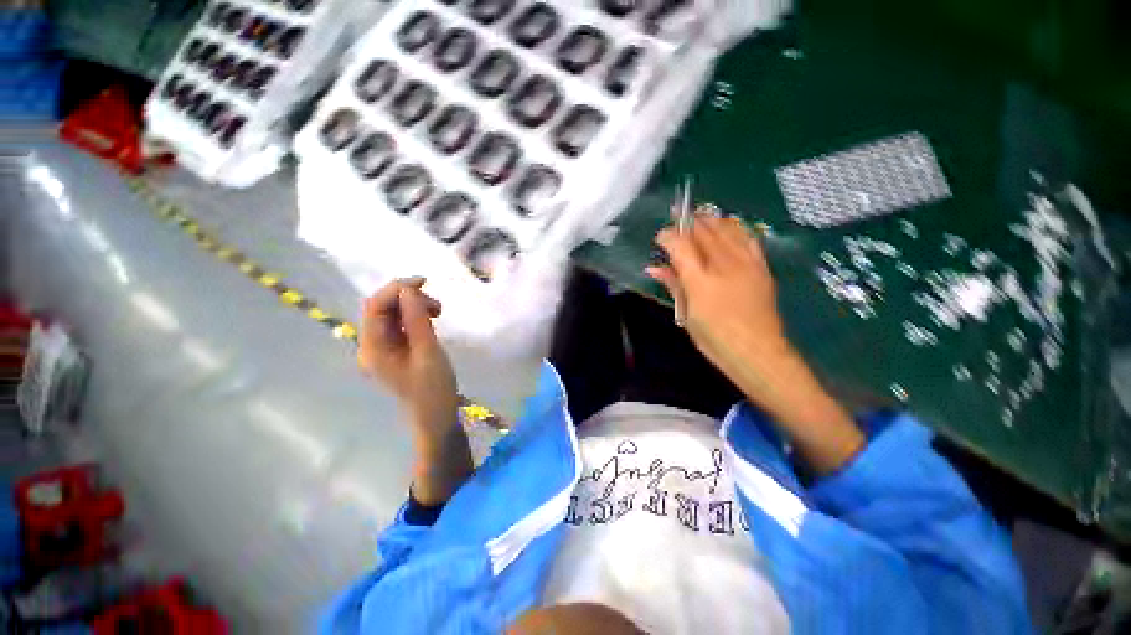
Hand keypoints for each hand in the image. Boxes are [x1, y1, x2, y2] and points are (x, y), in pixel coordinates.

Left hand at [359, 277, 458, 446]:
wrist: (436, 416)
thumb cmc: (432, 388)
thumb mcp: (428, 351)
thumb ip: (416, 319)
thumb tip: (409, 290)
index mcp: (373, 347)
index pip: (375, 306)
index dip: (396, 288)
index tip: (424, 281)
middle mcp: (372, 345)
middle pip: (382, 308)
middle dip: (408, 298)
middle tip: (438, 306)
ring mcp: (384, 348)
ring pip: (393, 315)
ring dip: (414, 306)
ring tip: (439, 312)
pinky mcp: (397, 350)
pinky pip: (401, 325)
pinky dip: (416, 316)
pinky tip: (431, 319)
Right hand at [647, 212, 789, 382]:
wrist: (757, 351)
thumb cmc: (714, 338)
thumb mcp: (686, 313)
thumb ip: (672, 285)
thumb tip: (653, 269)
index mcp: (700, 280)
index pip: (680, 244)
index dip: (668, 235)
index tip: (660, 237)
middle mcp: (723, 264)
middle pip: (703, 230)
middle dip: (687, 222)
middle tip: (676, 221)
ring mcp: (746, 263)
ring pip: (727, 228)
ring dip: (710, 220)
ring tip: (699, 219)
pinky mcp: (761, 266)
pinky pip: (747, 237)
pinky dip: (734, 228)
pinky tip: (727, 229)